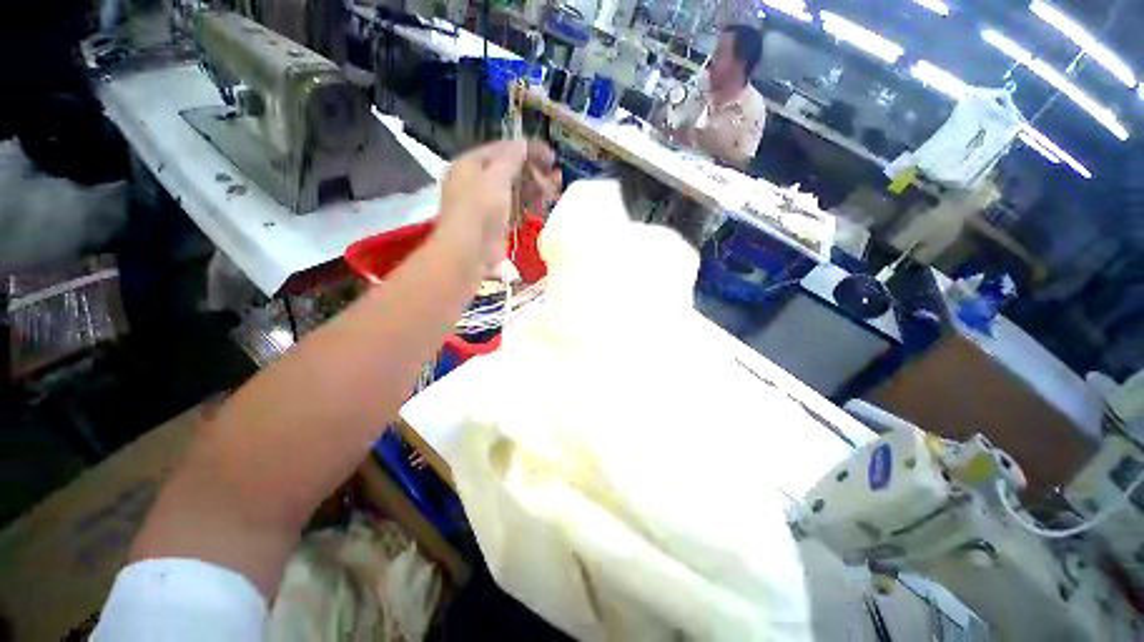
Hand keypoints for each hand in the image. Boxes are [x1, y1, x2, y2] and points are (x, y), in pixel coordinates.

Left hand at [437, 140, 560, 272]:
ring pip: (513, 189)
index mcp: (467, 165)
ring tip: (556, 186)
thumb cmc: (479, 205)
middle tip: (555, 172)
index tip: (550, 154)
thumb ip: (513, 156)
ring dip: (535, 186)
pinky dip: (530, 203)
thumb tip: (524, 144)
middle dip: (534, 170)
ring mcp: (482, 204)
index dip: (526, 149)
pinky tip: (547, 201)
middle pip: (508, 169)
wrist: (468, 251)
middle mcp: (472, 181)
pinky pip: (514, 207)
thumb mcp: (498, 173)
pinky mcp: (493, 223)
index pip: (501, 149)